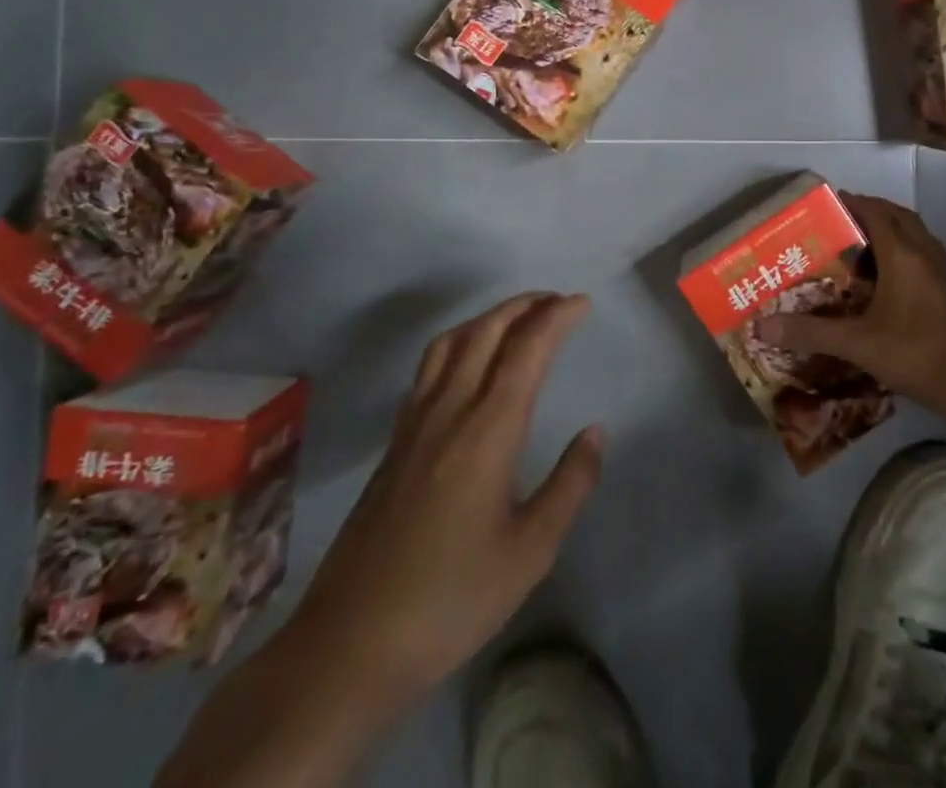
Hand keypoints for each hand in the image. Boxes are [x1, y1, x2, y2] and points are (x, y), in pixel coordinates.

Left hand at [288, 292, 601, 705]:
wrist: (349, 646)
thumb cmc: (451, 599)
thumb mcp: (530, 552)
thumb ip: (570, 484)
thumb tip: (595, 432)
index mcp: (487, 430)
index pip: (527, 350)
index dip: (556, 318)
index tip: (582, 302)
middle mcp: (449, 410)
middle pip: (486, 331)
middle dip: (525, 305)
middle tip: (557, 300)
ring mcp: (415, 424)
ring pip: (452, 342)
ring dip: (489, 317)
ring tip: (518, 318)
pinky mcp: (394, 443)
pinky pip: (429, 367)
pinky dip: (459, 341)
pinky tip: (469, 362)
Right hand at [755, 194, 945, 413]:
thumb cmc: (915, 351)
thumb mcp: (857, 343)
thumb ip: (811, 332)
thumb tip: (763, 325)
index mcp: (902, 254)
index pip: (875, 211)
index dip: (852, 202)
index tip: (827, 203)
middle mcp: (924, 254)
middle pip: (899, 217)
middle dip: (872, 211)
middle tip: (843, 221)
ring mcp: (941, 273)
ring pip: (916, 235)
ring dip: (892, 229)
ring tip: (863, 243)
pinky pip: (924, 256)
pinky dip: (905, 252)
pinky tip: (889, 277)